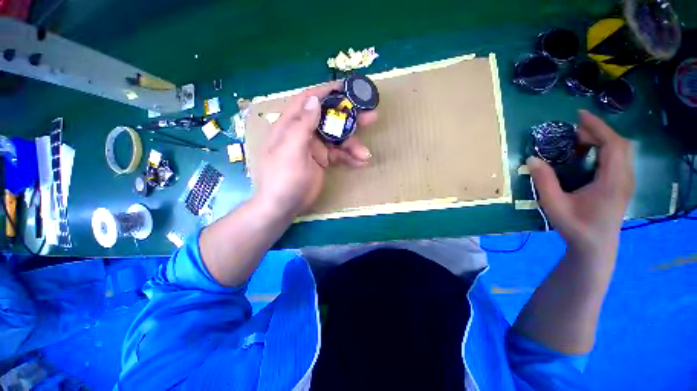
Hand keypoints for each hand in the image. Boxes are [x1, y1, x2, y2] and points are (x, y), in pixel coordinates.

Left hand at [254, 81, 377, 217]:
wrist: (283, 206)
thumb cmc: (283, 178)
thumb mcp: (291, 150)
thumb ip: (302, 125)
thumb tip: (314, 99)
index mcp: (292, 125)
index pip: (309, 101)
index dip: (326, 92)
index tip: (346, 87)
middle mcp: (304, 133)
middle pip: (329, 119)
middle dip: (349, 118)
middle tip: (371, 116)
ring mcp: (315, 148)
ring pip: (338, 139)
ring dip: (353, 145)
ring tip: (365, 153)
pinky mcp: (323, 161)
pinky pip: (339, 155)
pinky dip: (350, 158)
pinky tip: (361, 162)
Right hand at [527, 110, 634, 256]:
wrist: (595, 246)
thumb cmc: (575, 226)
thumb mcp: (554, 205)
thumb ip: (544, 181)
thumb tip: (532, 159)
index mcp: (612, 182)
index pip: (613, 145)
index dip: (598, 127)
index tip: (579, 116)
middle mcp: (624, 178)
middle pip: (620, 144)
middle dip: (598, 131)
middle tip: (574, 131)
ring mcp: (626, 181)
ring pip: (621, 150)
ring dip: (602, 139)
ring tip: (579, 140)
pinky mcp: (622, 184)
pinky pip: (618, 158)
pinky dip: (605, 149)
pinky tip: (588, 154)